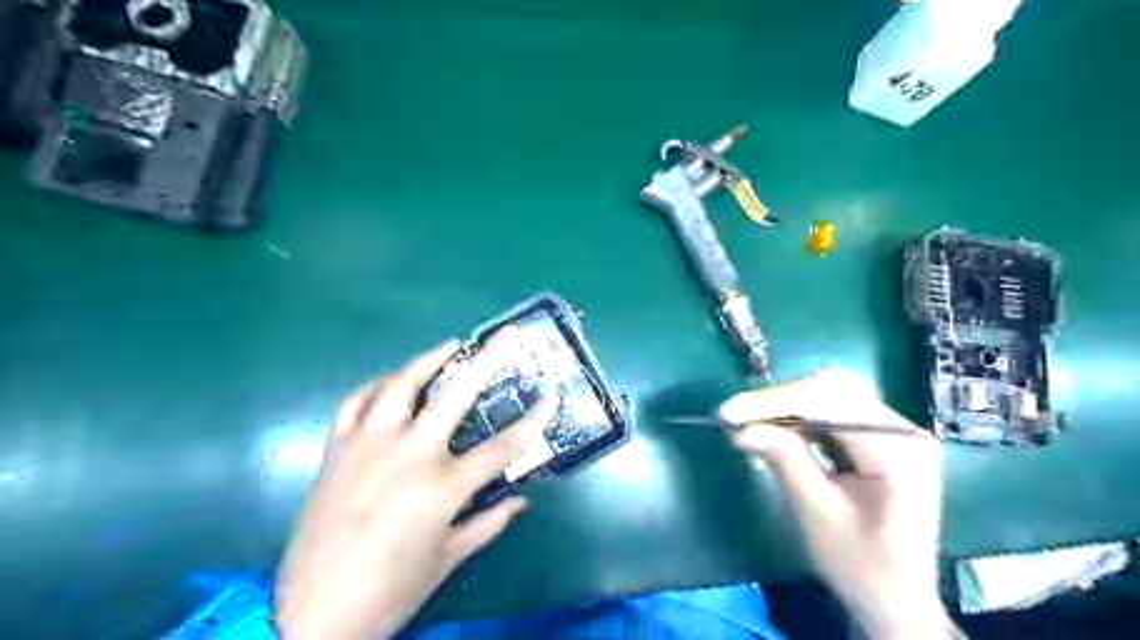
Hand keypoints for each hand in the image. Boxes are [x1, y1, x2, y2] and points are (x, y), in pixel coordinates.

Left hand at [277, 330, 559, 639]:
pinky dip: (376, 385)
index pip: (502, 448)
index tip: (550, 397)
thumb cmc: (387, 592)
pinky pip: (356, 402)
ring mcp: (367, 447)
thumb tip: (521, 501)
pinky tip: (392, 381)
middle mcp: (406, 456)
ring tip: (449, 347)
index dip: (533, 421)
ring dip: (428, 360)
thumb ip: (488, 524)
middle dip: (487, 361)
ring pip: (400, 385)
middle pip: (456, 395)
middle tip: (506, 336)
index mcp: (440, 489)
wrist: (308, 615)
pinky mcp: (336, 450)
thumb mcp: (446, 561)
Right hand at [721, 369, 954, 638]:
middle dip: (781, 400)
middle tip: (739, 417)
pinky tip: (777, 428)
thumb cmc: (861, 566)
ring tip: (752, 421)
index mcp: (898, 450)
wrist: (896, 600)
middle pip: (834, 390)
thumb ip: (784, 461)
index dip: (775, 403)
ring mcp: (894, 432)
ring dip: (787, 406)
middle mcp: (902, 430)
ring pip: (832, 395)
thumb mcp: (817, 513)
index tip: (730, 413)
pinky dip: (800, 417)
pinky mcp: (881, 438)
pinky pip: (834, 411)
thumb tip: (740, 429)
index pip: (830, 405)